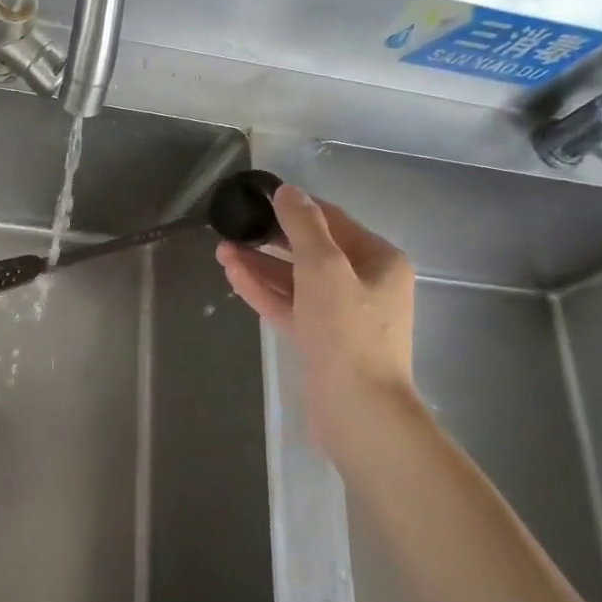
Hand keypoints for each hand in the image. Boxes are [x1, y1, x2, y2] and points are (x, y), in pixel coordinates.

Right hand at [216, 183, 419, 470]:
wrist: (358, 410)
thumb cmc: (347, 330)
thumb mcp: (324, 266)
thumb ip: (304, 225)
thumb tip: (287, 191)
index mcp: (379, 260)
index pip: (333, 221)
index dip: (295, 207)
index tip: (259, 197)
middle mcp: (365, 284)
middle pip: (311, 251)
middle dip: (271, 239)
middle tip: (235, 226)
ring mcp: (341, 316)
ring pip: (296, 281)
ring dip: (261, 265)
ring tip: (222, 250)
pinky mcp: (321, 341)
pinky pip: (290, 307)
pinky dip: (264, 291)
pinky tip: (234, 275)